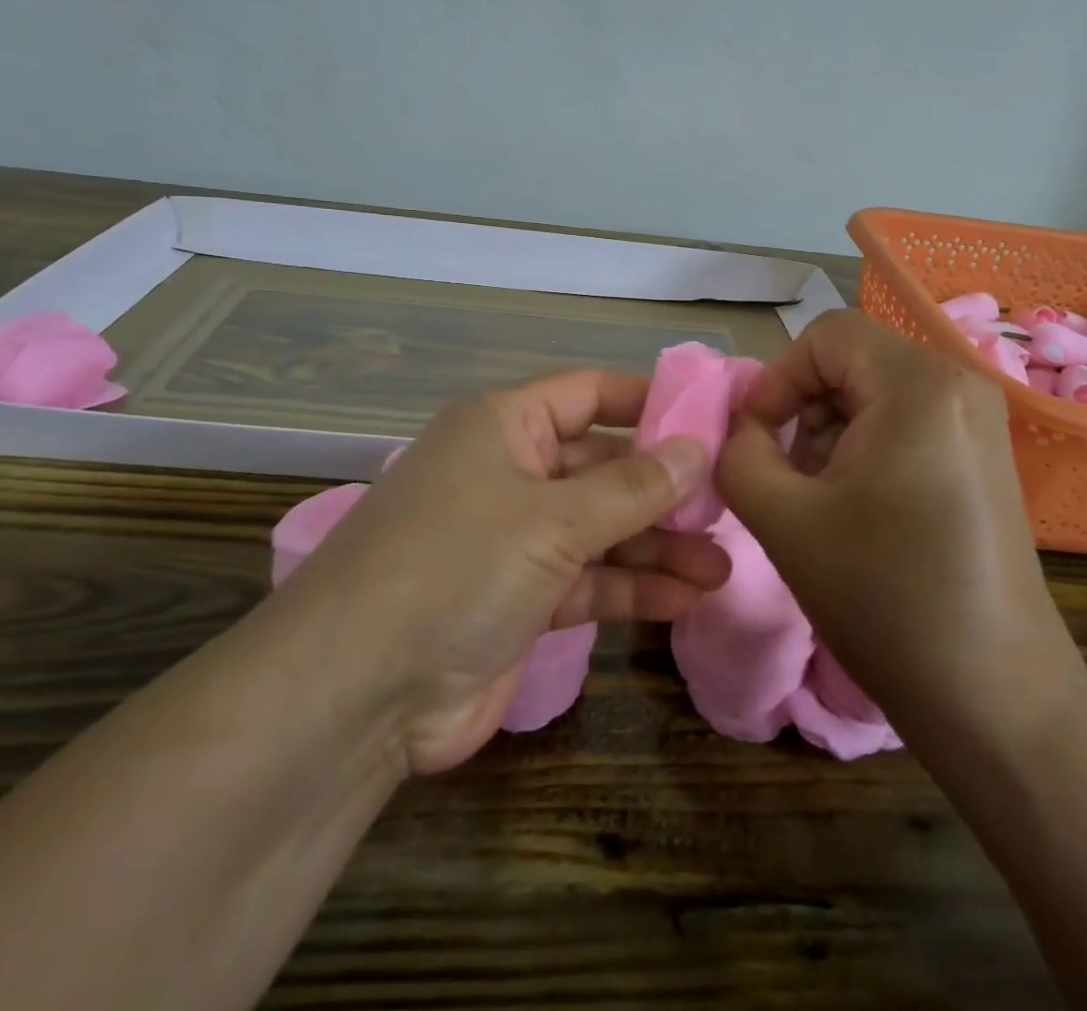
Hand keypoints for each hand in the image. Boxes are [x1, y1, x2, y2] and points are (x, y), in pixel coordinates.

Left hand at [283, 371, 728, 774]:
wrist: (356, 693)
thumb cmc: (456, 566)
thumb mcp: (552, 519)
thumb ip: (632, 486)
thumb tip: (697, 447)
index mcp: (505, 425)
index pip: (590, 393)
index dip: (649, 402)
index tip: (712, 419)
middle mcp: (511, 472)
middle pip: (603, 465)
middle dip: (664, 488)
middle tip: (729, 506)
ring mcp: (514, 538)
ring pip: (602, 528)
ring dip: (659, 546)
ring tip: (723, 566)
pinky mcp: (520, 599)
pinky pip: (588, 579)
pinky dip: (632, 587)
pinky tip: (686, 597)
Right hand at [716, 310, 1086, 746]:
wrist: (996, 700)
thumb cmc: (885, 599)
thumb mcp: (783, 519)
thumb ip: (739, 453)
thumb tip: (742, 429)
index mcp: (918, 384)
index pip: (825, 336)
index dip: (777, 379)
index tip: (755, 439)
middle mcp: (960, 383)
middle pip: (852, 360)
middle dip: (803, 408)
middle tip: (784, 475)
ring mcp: (980, 421)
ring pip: (876, 391)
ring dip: (830, 430)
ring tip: (817, 498)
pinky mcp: (984, 456)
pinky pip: (907, 420)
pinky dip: (866, 446)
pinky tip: (857, 508)